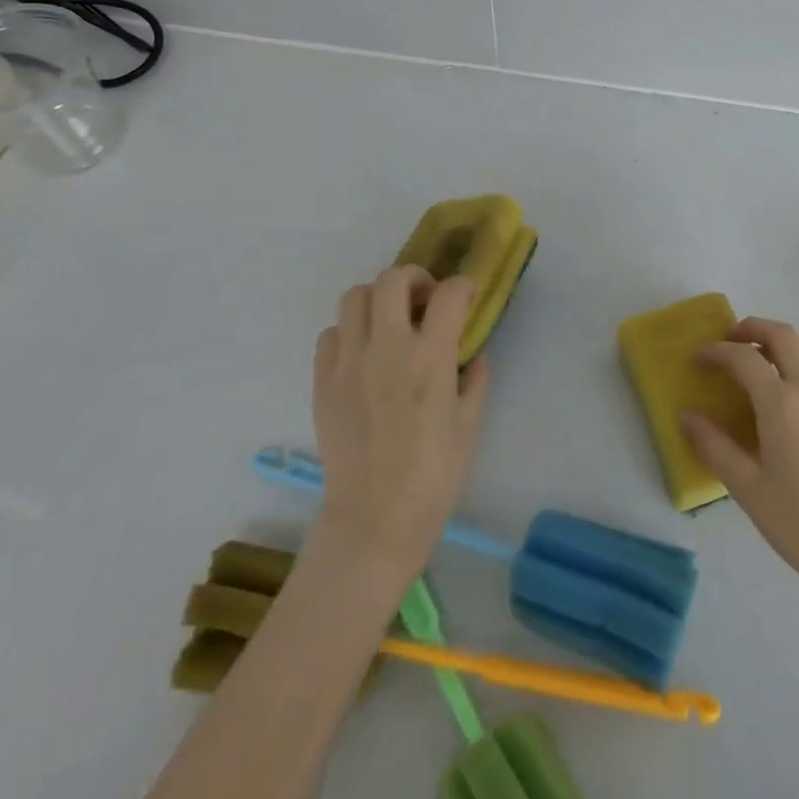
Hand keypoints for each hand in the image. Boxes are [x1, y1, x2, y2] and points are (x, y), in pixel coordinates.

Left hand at [310, 265, 489, 579]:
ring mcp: (348, 362)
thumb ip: (476, 379)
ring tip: (392, 322)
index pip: (448, 294)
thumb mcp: (470, 424)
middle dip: (415, 278)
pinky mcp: (322, 382)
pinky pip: (331, 334)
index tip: (467, 296)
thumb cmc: (433, 476)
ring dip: (379, 299)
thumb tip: (473, 354)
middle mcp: (387, 348)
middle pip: (393, 279)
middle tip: (426, 300)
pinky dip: (350, 331)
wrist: (374, 520)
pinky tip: (364, 353)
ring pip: (355, 297)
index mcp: (429, 358)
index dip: (463, 286)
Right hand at [681, 319, 798, 597]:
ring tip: (760, 359)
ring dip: (781, 340)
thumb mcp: (747, 489)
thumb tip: (687, 416)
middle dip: (751, 328)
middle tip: (729, 341)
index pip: (744, 357)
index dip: (716, 351)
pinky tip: (790, 395)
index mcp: (782, 405)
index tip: (698, 359)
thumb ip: (714, 447)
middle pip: (782, 335)